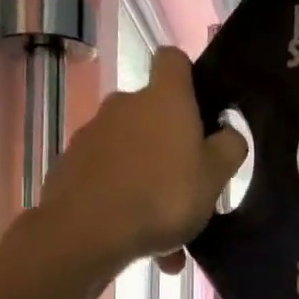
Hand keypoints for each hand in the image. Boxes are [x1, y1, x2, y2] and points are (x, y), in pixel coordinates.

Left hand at [40, 47, 246, 271]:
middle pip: (152, 111)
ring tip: (165, 229)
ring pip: (131, 150)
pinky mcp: (70, 164)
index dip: (187, 76)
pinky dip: (123, 198)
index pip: (173, 59)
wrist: (85, 233)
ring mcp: (92, 133)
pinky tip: (138, 239)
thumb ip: (229, 147)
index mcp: (164, 99)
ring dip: (147, 178)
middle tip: (188, 182)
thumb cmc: (163, 195)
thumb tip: (228, 132)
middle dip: (170, 142)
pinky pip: (108, 176)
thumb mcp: (216, 177)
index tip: (200, 105)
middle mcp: (124, 105)